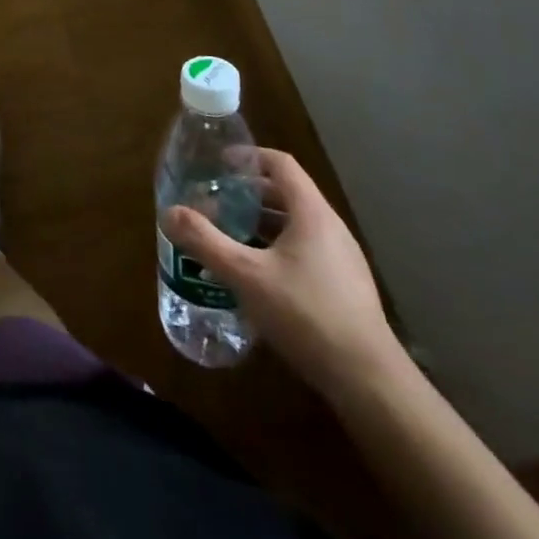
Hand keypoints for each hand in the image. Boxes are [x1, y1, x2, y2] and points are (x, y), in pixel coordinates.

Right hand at [162, 148, 400, 400]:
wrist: (369, 382)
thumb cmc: (306, 314)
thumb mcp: (245, 275)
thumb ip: (205, 241)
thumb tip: (169, 212)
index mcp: (312, 214)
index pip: (281, 164)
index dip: (249, 157)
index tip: (218, 164)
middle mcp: (330, 229)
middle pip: (286, 194)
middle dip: (247, 194)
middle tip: (214, 202)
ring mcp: (342, 260)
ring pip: (294, 225)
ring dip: (259, 224)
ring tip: (227, 236)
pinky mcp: (343, 288)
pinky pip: (304, 251)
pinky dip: (275, 249)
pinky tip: (254, 276)